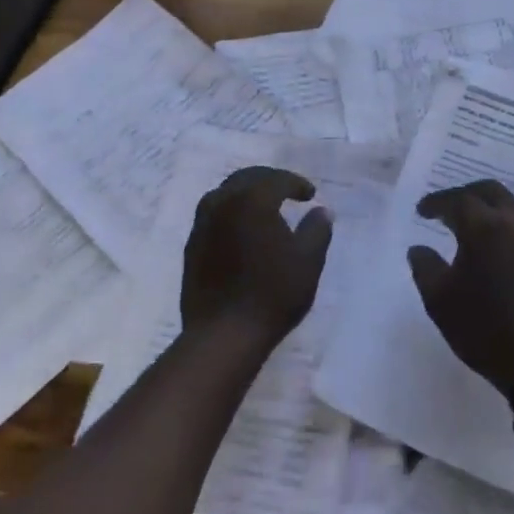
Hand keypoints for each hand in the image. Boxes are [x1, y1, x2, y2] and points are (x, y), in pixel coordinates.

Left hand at [181, 166, 332, 347]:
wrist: (223, 334)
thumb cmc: (272, 294)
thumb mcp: (308, 261)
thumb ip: (317, 229)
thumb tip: (322, 211)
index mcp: (252, 200)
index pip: (276, 179)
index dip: (296, 184)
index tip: (310, 195)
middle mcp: (222, 203)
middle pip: (246, 179)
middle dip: (269, 181)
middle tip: (287, 192)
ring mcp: (202, 225)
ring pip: (225, 194)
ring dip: (246, 194)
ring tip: (264, 208)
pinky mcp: (192, 246)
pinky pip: (213, 216)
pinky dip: (231, 213)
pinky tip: (242, 232)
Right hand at [406, 180, 513, 395]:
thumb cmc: (487, 329)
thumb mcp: (440, 302)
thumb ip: (425, 268)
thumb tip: (419, 248)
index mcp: (485, 227)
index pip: (457, 200)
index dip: (437, 203)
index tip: (423, 211)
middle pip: (490, 191)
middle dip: (466, 195)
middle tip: (449, 209)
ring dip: (492, 210)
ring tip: (477, 228)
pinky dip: (512, 229)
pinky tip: (504, 250)